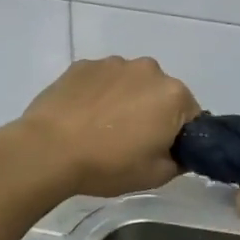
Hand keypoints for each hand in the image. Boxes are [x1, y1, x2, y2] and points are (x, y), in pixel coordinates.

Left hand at [7, 57, 201, 198]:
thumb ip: (180, 160)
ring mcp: (114, 63)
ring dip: (126, 100)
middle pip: (161, 94)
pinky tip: (83, 117)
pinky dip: (100, 94)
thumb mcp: (156, 176)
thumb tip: (180, 151)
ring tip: (102, 128)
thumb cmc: (108, 164)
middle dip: (153, 113)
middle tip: (131, 142)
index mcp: (174, 95)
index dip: (179, 136)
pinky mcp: (84, 64)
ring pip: (132, 84)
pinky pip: (102, 80)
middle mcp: (149, 69)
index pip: (191, 115)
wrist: (47, 150)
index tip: (160, 151)